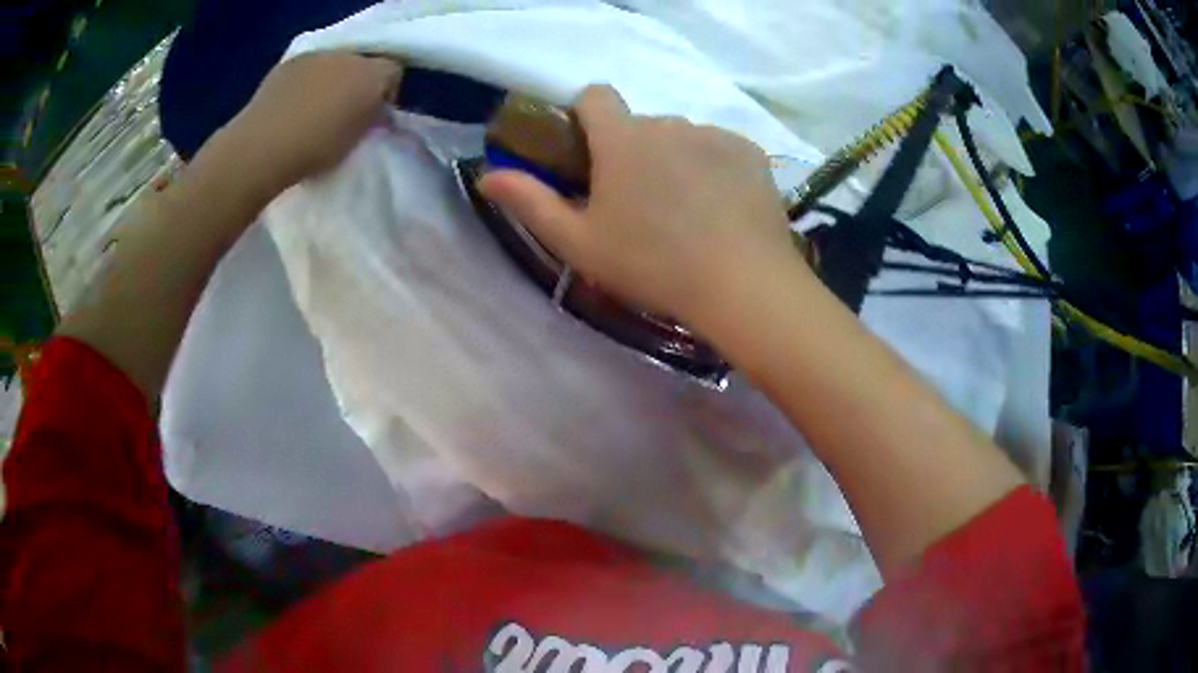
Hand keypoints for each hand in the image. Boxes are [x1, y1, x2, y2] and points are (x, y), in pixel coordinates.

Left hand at [217, 51, 402, 199]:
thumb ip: (372, 117)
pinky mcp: (287, 63)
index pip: (393, 71)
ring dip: (331, 79)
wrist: (262, 148)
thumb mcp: (359, 139)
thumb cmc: (315, 150)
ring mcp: (315, 56)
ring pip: (334, 62)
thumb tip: (375, 110)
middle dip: (358, 81)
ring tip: (315, 108)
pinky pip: (307, 68)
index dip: (386, 92)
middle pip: (363, 62)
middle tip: (345, 111)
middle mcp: (347, 56)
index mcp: (372, 74)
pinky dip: (306, 81)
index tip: (374, 115)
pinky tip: (293, 105)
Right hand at [478, 85, 799, 331]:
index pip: (595, 95)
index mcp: (622, 138)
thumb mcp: (579, 243)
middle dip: (634, 151)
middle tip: (640, 204)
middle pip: (641, 124)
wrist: (741, 284)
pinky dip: (715, 168)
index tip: (590, 150)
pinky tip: (722, 208)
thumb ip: (530, 203)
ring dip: (676, 160)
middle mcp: (669, 123)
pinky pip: (721, 149)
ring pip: (683, 137)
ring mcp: (715, 135)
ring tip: (687, 212)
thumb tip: (487, 175)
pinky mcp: (751, 152)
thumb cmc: (652, 265)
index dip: (587, 115)